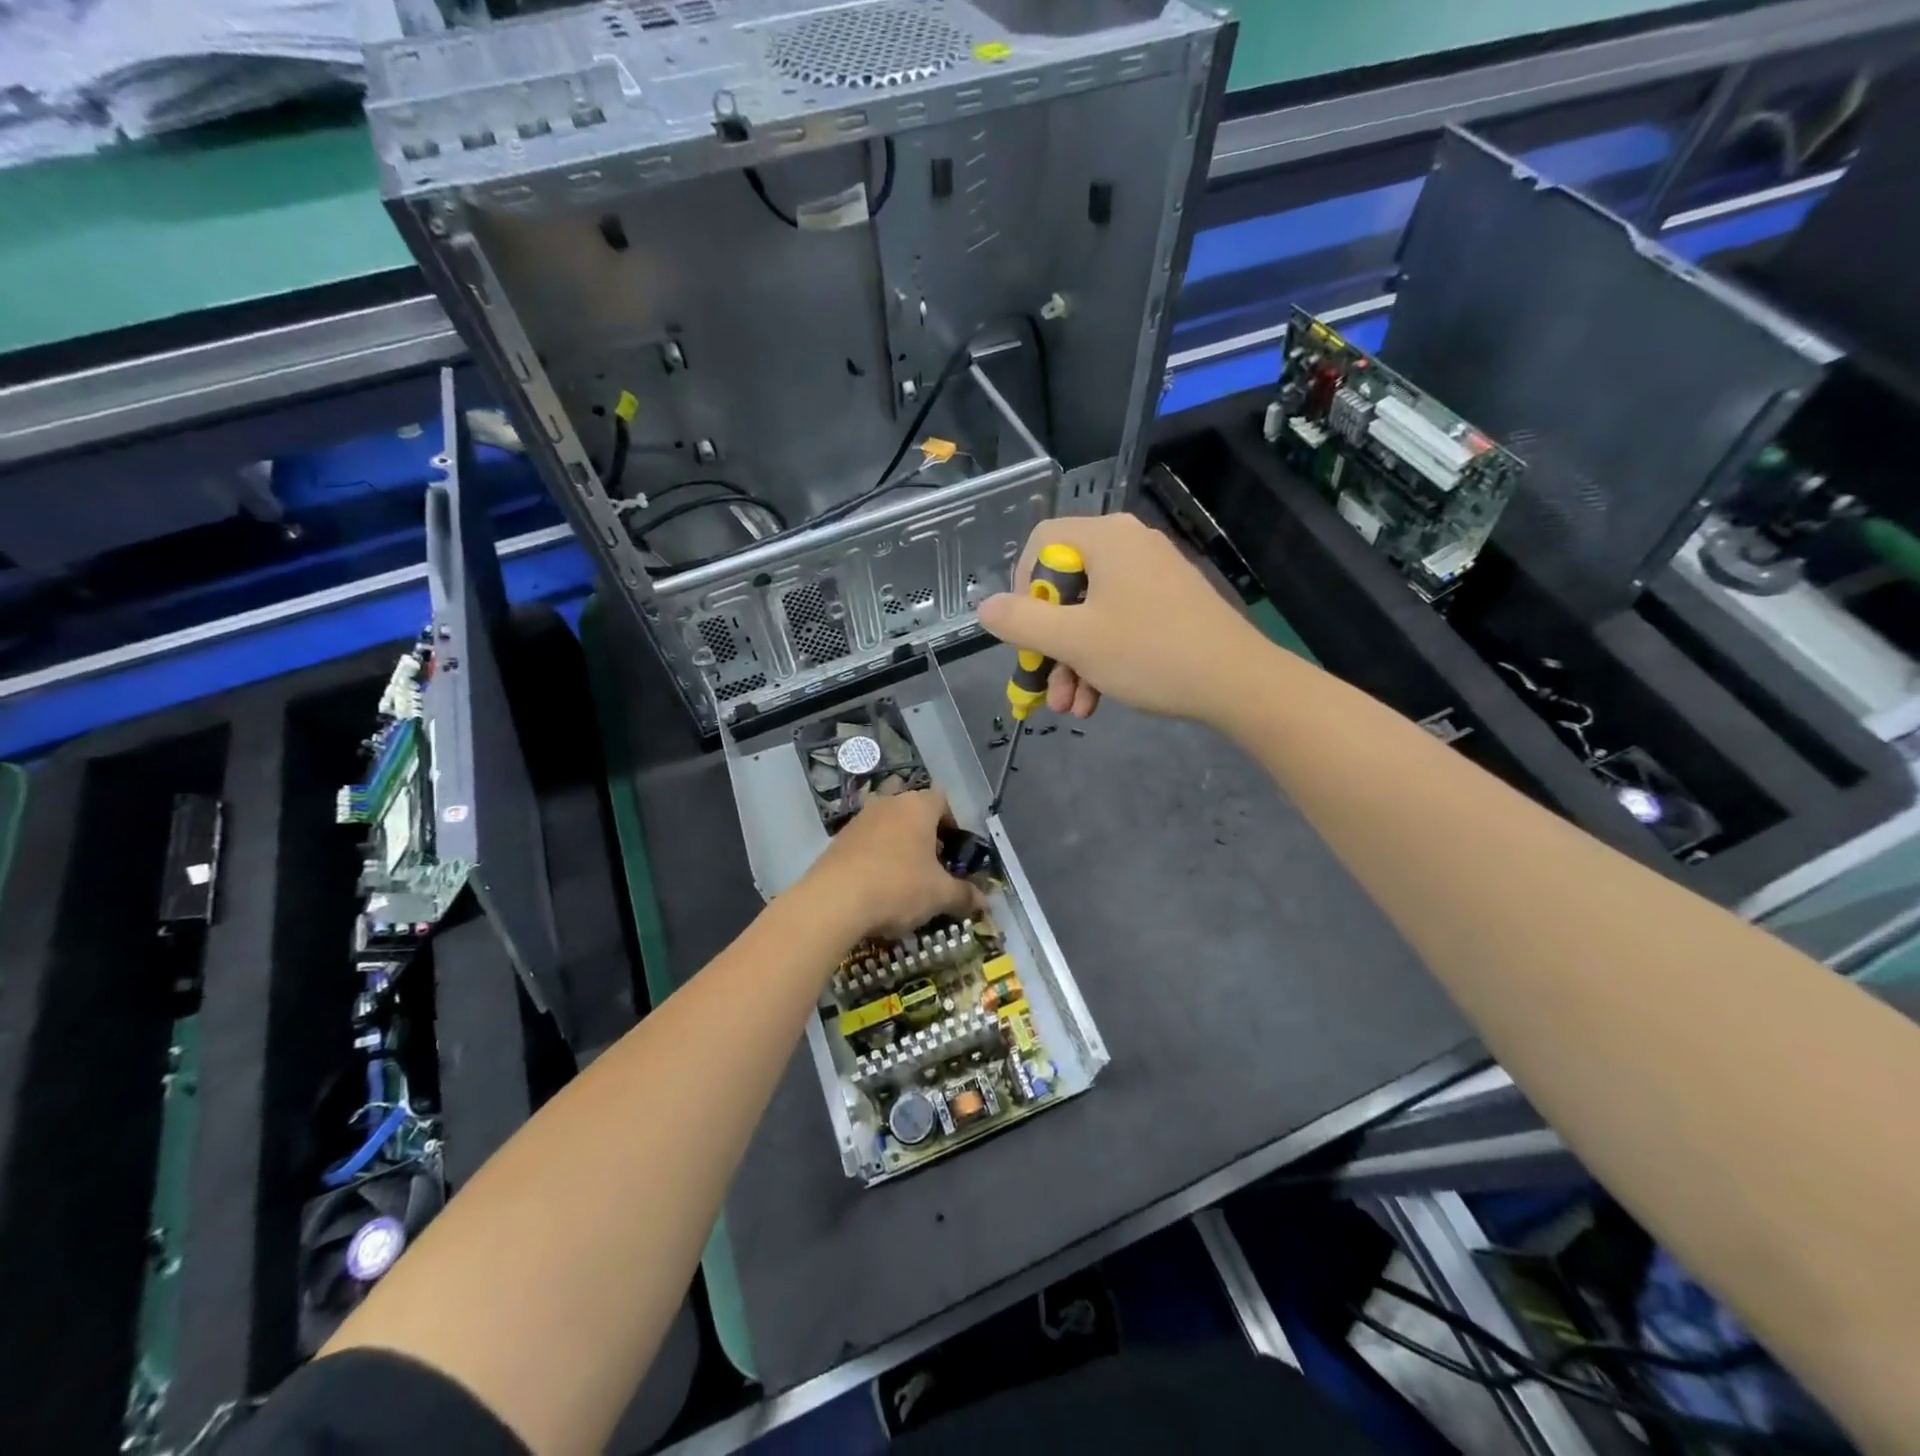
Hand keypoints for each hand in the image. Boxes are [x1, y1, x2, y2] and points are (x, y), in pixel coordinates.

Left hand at [806, 789, 985, 941]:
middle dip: (920, 826)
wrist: (834, 900)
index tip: (953, 848)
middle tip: (929, 857)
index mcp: (917, 806)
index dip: (951, 820)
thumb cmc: (898, 886)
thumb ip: (964, 895)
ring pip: (885, 821)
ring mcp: (859, 819)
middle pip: (910, 804)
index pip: (941, 798)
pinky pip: (864, 840)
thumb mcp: (939, 895)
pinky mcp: (837, 840)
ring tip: (903, 873)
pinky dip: (873, 854)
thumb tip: (985, 901)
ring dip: (895, 840)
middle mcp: (888, 804)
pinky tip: (876, 883)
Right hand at [975, 513, 1269, 724]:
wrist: (1237, 682)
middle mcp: (1128, 545)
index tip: (1024, 631)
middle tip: (1044, 683)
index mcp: (1105, 538)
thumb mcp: (1074, 641)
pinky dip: (1101, 658)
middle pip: (1065, 586)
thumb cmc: (1149, 652)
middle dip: (1049, 644)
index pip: (1040, 543)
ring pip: (1091, 613)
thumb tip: (984, 608)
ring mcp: (1152, 575)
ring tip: (1070, 707)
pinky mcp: (1169, 603)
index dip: (1021, 588)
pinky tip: (1094, 701)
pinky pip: (1119, 623)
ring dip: (1072, 662)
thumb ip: (1021, 623)